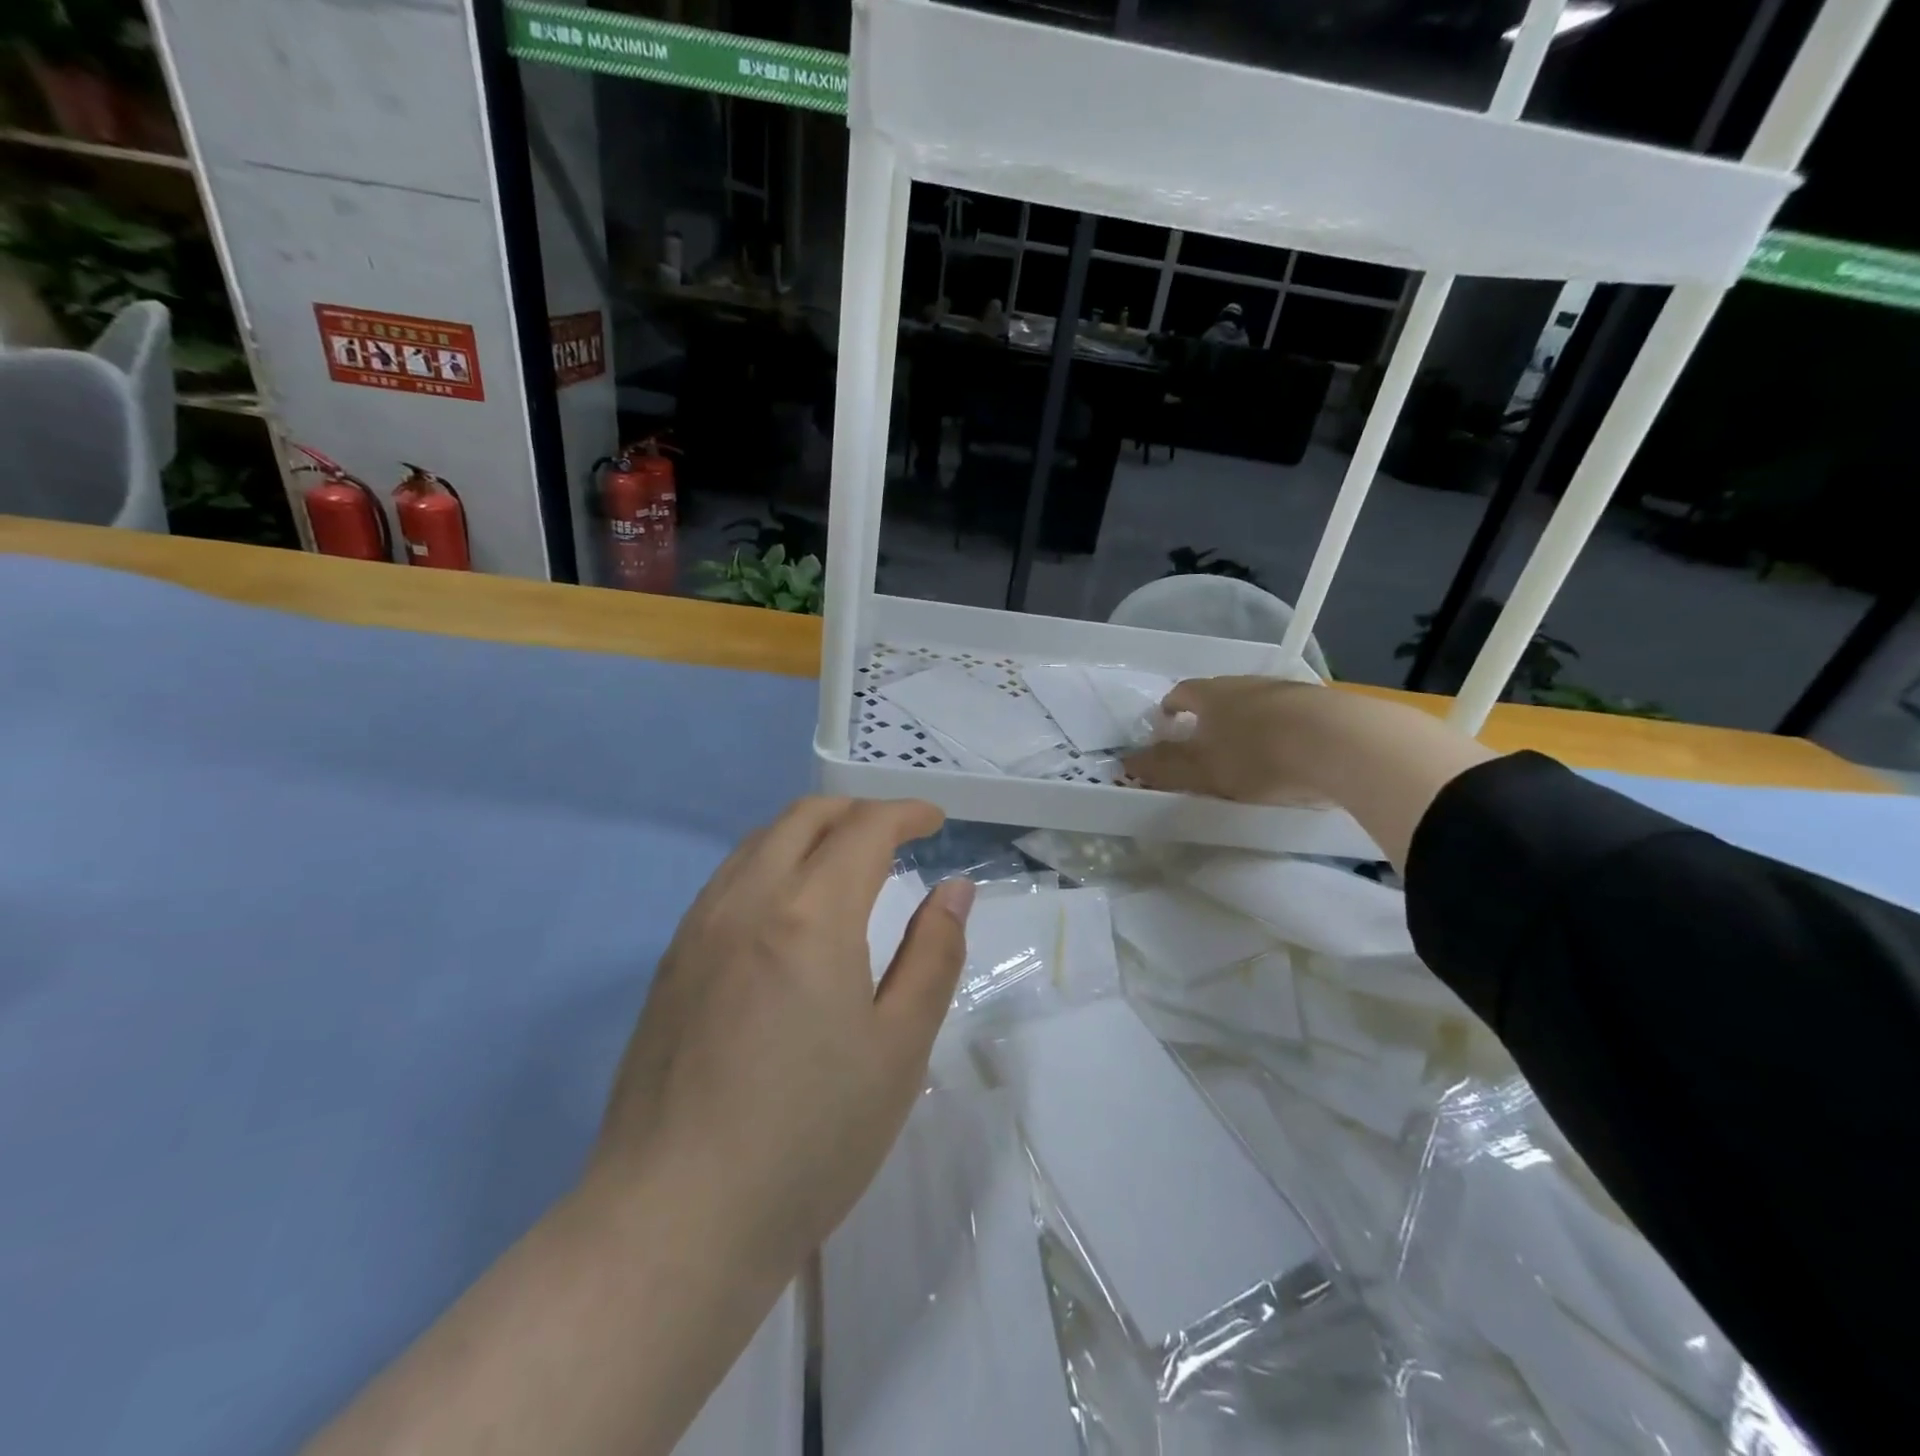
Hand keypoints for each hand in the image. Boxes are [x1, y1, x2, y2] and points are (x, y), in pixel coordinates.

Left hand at [589, 796, 975, 1281]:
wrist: (676, 1221)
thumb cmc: (809, 1137)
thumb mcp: (899, 1048)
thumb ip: (933, 955)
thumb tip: (954, 889)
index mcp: (811, 915)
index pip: (864, 829)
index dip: (905, 813)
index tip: (935, 821)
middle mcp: (747, 901)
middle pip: (803, 819)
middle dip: (856, 812)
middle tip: (895, 834)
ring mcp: (698, 929)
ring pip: (758, 843)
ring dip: (809, 833)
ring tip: (844, 863)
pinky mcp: (670, 963)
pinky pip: (727, 880)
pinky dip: (770, 863)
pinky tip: (786, 909)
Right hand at [1125, 676, 1332, 804]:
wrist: (1344, 743)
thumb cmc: (1259, 756)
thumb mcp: (1203, 770)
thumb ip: (1164, 768)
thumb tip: (1126, 762)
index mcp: (1212, 695)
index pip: (1181, 692)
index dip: (1170, 707)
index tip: (1165, 724)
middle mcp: (1246, 684)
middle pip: (1219, 695)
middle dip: (1208, 716)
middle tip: (1204, 743)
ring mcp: (1287, 690)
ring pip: (1256, 704)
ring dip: (1246, 723)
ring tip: (1247, 752)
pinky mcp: (1322, 705)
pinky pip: (1289, 716)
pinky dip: (1280, 731)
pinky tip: (1289, 755)